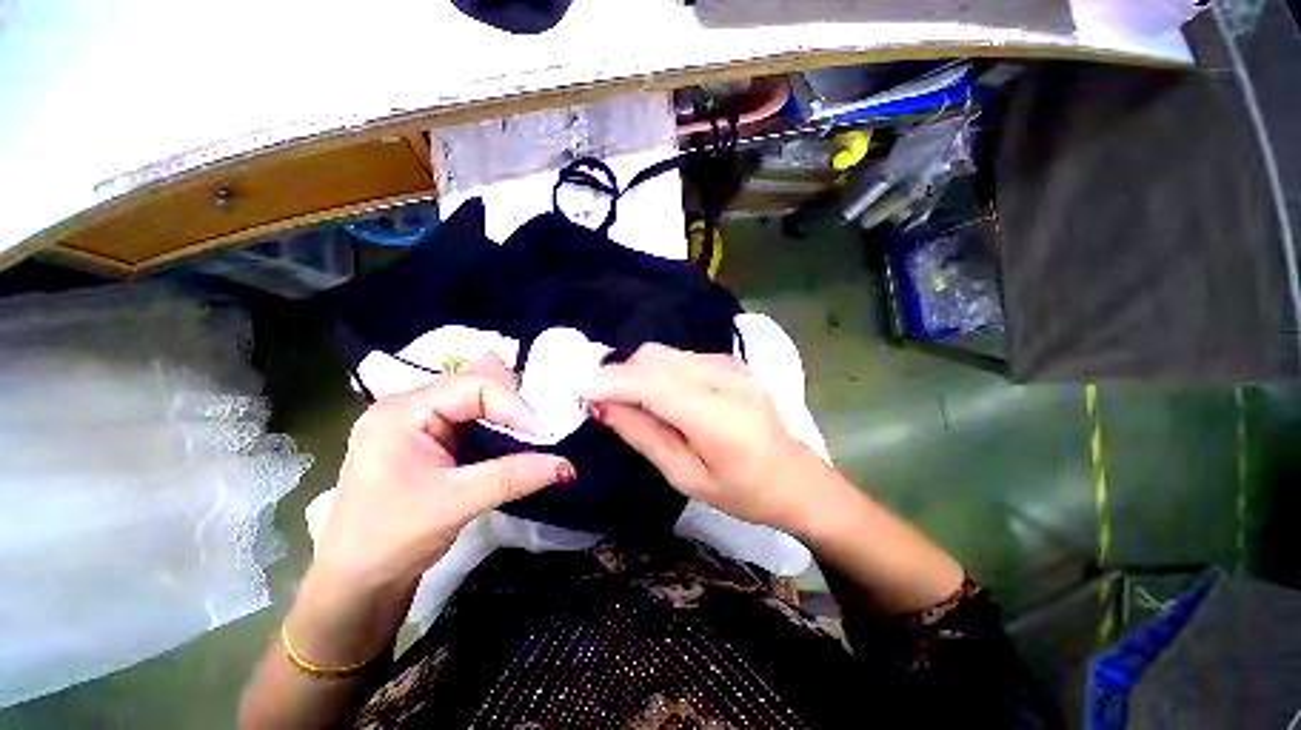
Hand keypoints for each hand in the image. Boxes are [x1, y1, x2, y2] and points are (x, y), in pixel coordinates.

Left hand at [315, 354, 575, 592]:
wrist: (357, 580)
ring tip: (533, 436)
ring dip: (510, 412)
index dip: (516, 406)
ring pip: (479, 396)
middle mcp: (412, 405)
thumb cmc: (390, 539)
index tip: (545, 436)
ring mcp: (422, 420)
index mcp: (404, 410)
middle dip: (514, 402)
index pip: (475, 385)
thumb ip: (512, 477)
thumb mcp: (454, 504)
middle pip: (477, 380)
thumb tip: (566, 465)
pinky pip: (476, 416)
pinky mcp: (433, 437)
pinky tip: (515, 442)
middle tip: (540, 431)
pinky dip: (501, 424)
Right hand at [583, 343, 839, 536]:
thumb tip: (602, 407)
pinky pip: (682, 356)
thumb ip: (643, 436)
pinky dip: (660, 370)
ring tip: (629, 399)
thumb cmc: (742, 492)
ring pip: (667, 353)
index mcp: (718, 417)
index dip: (612, 382)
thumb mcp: (685, 477)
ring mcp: (733, 365)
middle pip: (656, 358)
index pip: (654, 383)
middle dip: (621, 374)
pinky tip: (661, 395)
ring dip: (639, 371)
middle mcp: (726, 379)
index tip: (582, 393)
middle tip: (603, 401)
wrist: (795, 478)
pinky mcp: (733, 362)